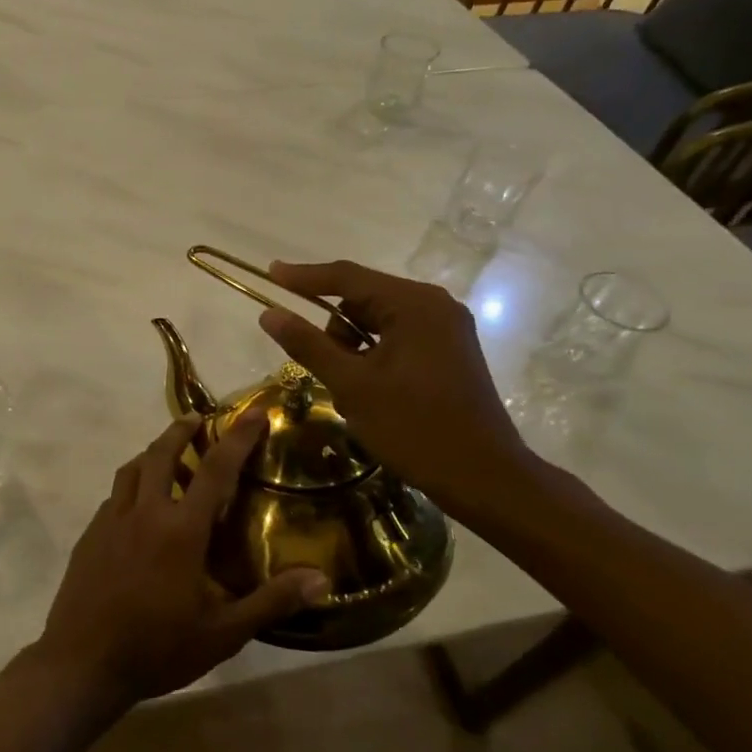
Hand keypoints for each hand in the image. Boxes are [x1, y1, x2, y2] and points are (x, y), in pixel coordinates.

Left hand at [34, 414, 329, 709]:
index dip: (237, 438)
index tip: (253, 413)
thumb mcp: (223, 633)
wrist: (83, 662)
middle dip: (181, 429)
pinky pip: (114, 496)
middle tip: (198, 420)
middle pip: (161, 453)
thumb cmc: (158, 648)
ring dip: (153, 453)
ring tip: (170, 457)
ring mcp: (110, 521)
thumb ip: (271, 601)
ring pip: (132, 469)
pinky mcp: (90, 534)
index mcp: (180, 529)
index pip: (215, 469)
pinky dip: (132, 486)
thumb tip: (321, 579)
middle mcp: (144, 512)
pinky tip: (140, 508)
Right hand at [257, 259, 534, 514]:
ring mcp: (446, 328)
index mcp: (413, 305)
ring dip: (353, 347)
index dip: (303, 276)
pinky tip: (370, 390)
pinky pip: (398, 337)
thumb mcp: (351, 385)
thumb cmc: (413, 426)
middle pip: (363, 299)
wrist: (483, 477)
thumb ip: (308, 344)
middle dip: (334, 329)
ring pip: (378, 321)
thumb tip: (269, 313)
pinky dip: (374, 355)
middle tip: (322, 368)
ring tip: (351, 390)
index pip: (346, 277)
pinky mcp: (450, 351)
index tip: (270, 274)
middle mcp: (434, 306)